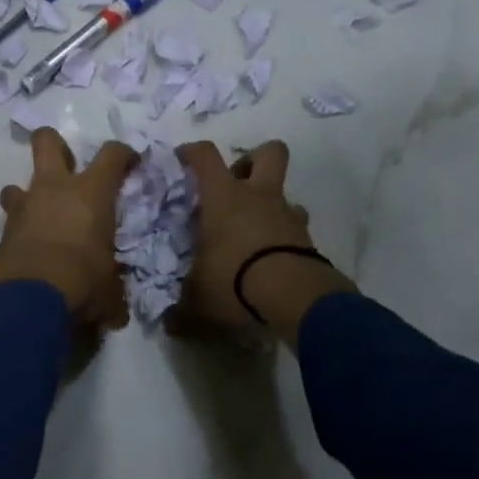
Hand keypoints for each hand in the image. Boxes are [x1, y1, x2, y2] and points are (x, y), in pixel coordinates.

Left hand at [0, 129, 140, 328]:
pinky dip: (18, 233)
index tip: (130, 162)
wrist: (28, 299)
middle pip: (46, 142)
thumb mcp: (110, 288)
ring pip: (16, 184)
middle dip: (54, 144)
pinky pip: (10, 224)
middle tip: (65, 162)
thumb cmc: (82, 282)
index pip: (112, 155)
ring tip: (38, 215)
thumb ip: (112, 288)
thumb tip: (116, 311)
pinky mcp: (2, 234)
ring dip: (26, 195)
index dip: (124, 154)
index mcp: (91, 193)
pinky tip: (27, 252)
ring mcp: (23, 208)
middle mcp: (53, 189)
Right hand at [172, 141, 355, 343]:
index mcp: (224, 197)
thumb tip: (168, 326)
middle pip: (268, 153)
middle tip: (236, 184)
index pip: (205, 156)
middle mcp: (259, 196)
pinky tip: (271, 259)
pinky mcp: (309, 240)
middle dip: (252, 161)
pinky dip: (283, 237)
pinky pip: (295, 228)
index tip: (182, 159)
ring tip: (253, 231)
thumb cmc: (234, 279)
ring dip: (271, 205)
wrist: (293, 296)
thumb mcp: (197, 297)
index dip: (192, 152)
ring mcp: (288, 215)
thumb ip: (181, 309)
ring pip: (286, 194)